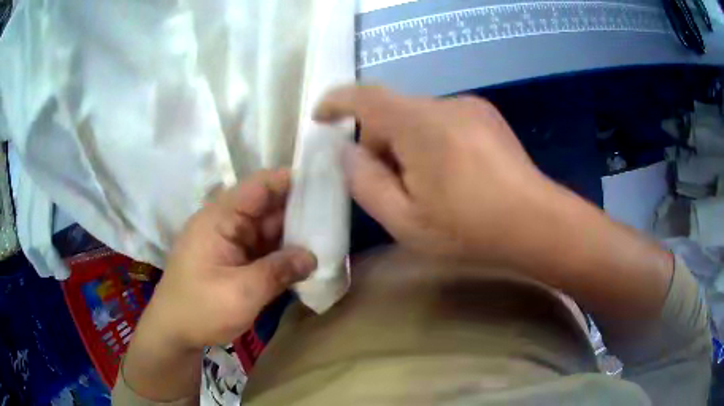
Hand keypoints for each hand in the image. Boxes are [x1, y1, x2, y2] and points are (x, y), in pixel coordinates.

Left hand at [146, 168, 315, 349]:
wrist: (174, 332)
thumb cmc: (200, 309)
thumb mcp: (241, 293)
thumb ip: (278, 271)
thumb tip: (313, 256)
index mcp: (219, 218)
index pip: (259, 186)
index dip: (290, 181)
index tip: (324, 184)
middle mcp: (225, 223)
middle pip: (266, 206)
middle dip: (299, 210)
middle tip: (334, 216)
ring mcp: (229, 242)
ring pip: (267, 229)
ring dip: (293, 234)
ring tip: (328, 237)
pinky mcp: (233, 260)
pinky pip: (263, 249)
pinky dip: (282, 253)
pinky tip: (305, 258)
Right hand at [315, 85, 558, 263]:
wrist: (536, 223)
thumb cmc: (469, 228)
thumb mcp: (404, 219)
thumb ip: (365, 182)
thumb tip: (349, 152)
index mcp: (420, 124)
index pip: (365, 97)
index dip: (337, 102)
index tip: (321, 117)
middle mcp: (445, 103)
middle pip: (393, 111)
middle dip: (380, 142)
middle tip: (391, 184)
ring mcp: (470, 107)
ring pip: (418, 117)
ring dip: (408, 143)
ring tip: (429, 185)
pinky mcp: (486, 116)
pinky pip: (442, 120)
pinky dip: (432, 141)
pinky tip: (454, 175)